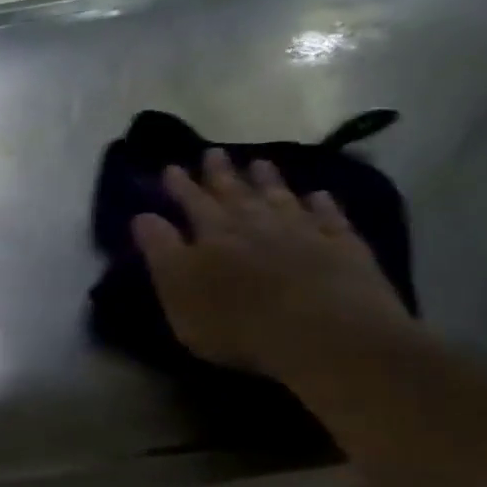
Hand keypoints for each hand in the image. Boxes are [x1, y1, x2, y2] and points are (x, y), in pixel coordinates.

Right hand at [131, 148, 415, 379]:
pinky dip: (322, 204)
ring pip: (281, 197)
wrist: (325, 333)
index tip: (171, 167)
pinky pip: (330, 217)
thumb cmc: (235, 320)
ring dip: (269, 180)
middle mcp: (257, 223)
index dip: (180, 186)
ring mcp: (304, 232)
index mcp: (213, 234)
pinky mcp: (343, 248)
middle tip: (214, 152)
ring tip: (260, 163)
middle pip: (236, 193)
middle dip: (221, 174)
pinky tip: (319, 195)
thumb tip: (142, 216)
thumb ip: (161, 251)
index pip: (192, 203)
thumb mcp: (178, 290)